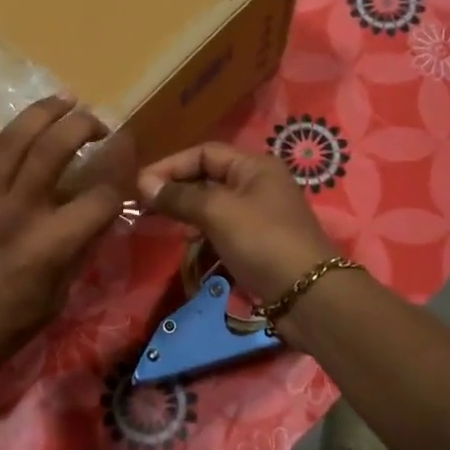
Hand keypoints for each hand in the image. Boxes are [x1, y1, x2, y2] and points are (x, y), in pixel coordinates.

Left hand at [0, 99, 124, 401]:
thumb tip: (98, 218)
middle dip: (83, 125)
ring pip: (10, 140)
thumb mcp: (52, 304)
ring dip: (39, 113)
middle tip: (96, 121)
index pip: (101, 196)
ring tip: (61, 99)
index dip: (122, 170)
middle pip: (55, 149)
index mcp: (48, 246)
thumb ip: (76, 255)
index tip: (128, 152)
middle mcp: (15, 214)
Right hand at [138, 142, 338, 304]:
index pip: (204, 153)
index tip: (140, 185)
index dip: (171, 165)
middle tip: (144, 207)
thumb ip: (180, 196)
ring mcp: (260, 215)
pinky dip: (204, 235)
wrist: (308, 296)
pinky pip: (223, 230)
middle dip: (177, 190)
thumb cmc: (262, 242)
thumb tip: (143, 183)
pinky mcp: (259, 243)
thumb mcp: (218, 212)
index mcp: (255, 166)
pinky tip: (191, 246)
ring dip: (188, 214)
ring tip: (164, 225)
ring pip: (214, 206)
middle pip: (209, 178)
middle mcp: (259, 185)